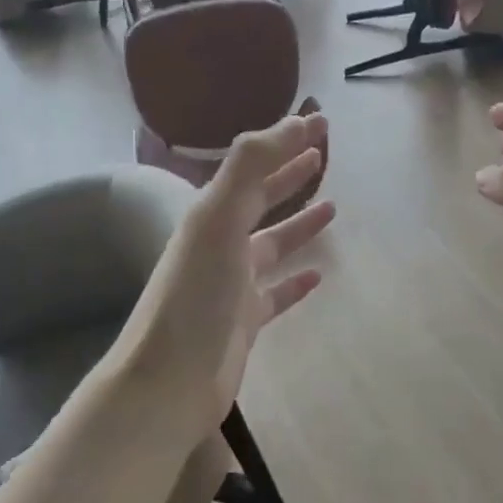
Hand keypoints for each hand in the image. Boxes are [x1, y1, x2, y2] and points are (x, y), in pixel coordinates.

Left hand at [124, 112, 333, 423]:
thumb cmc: (196, 294)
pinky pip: (276, 292)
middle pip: (261, 200)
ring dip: (299, 225)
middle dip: (290, 176)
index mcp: (212, 214)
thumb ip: (251, 166)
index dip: (285, 142)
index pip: (254, 166)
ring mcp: (233, 284)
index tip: (320, 122)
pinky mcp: (245, 321)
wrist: (170, 379)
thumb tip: (294, 122)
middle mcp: (221, 243)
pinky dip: (296, 281)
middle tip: (324, 156)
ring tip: (333, 208)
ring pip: (272, 245)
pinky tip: (318, 276)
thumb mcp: (219, 218)